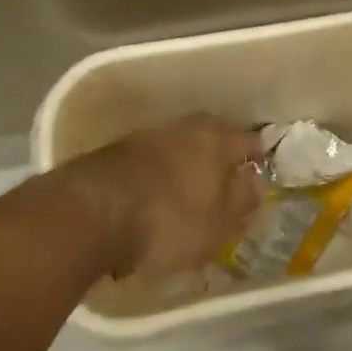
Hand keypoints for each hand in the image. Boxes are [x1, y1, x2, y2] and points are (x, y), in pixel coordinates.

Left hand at [60, 114, 266, 276]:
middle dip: (222, 155)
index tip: (259, 176)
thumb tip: (257, 181)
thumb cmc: (169, 219)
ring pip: (182, 144)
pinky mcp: (121, 149)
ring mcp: (151, 134)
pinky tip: (156, 192)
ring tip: (190, 189)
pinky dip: (161, 171)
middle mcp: (188, 127)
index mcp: (218, 140)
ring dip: (189, 161)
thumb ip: (243, 200)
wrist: (92, 211)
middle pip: (214, 136)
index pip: (250, 142)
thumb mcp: (218, 224)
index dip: (258, 159)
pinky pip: (154, 157)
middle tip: (226, 181)